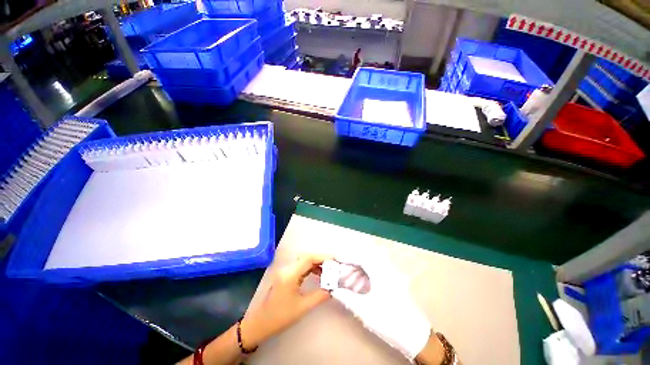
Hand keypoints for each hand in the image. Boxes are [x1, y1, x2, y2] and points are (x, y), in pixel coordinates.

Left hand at [240, 255, 330, 348]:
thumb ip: (319, 295)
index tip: (335, 260)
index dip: (322, 257)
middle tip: (334, 266)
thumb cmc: (280, 317)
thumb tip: (333, 288)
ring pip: (304, 261)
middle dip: (321, 260)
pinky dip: (311, 268)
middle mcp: (287, 269)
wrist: (259, 324)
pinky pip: (301, 267)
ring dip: (316, 264)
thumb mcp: (302, 307)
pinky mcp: (286, 275)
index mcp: (290, 274)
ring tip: (328, 271)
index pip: (308, 259)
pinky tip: (318, 275)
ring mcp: (286, 271)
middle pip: (306, 258)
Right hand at [330, 255, 431, 360]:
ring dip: (356, 271)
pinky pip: (374, 274)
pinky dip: (363, 277)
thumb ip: (347, 298)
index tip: (335, 258)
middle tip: (338, 270)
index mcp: (380, 272)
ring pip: (369, 267)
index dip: (346, 256)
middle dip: (350, 263)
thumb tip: (334, 290)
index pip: (360, 257)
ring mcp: (389, 276)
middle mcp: (385, 270)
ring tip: (345, 279)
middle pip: (364, 260)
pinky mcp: (391, 283)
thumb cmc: (389, 320)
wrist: (415, 336)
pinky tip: (357, 287)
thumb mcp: (365, 310)